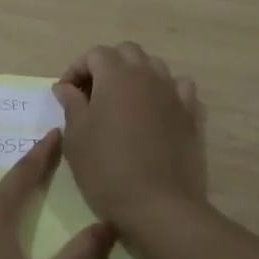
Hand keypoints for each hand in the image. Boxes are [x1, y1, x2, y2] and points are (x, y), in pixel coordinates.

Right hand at [52, 42, 206, 230]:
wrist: (158, 204)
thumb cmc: (107, 168)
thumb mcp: (76, 136)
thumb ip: (71, 104)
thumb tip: (66, 87)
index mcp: (117, 74)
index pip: (94, 54)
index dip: (76, 70)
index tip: (65, 95)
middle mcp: (148, 74)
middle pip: (127, 53)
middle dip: (107, 66)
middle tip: (92, 95)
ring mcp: (175, 93)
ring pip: (155, 68)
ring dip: (136, 77)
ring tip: (123, 104)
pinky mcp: (192, 115)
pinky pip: (179, 90)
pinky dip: (164, 94)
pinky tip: (155, 114)